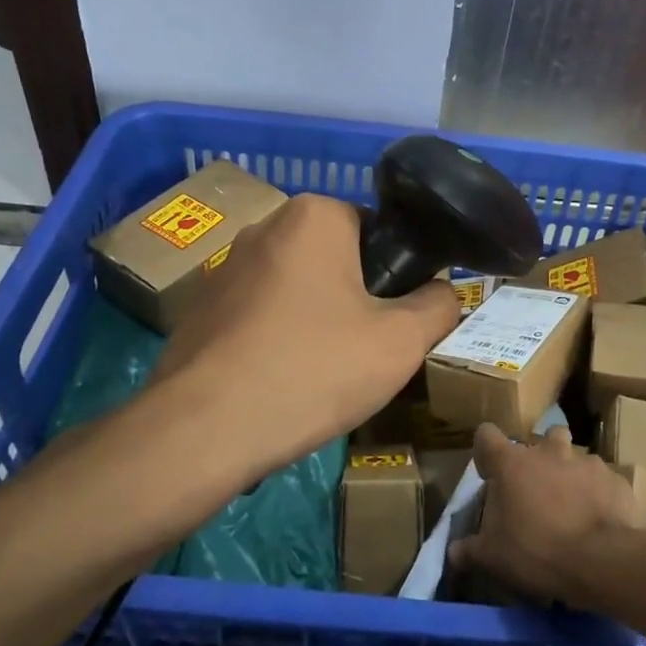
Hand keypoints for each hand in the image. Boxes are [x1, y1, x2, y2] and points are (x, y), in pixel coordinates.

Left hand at [154, 194, 458, 473]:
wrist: (203, 429)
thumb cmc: (313, 369)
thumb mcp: (401, 342)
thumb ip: (440, 306)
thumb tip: (445, 292)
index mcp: (314, 215)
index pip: (378, 232)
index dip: (395, 277)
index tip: (395, 322)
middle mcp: (265, 226)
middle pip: (336, 259)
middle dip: (355, 299)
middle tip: (365, 351)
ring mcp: (225, 267)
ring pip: (298, 289)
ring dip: (317, 320)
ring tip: (322, 374)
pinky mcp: (200, 308)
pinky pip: (261, 315)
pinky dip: (278, 339)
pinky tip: (279, 382)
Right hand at [448, 424, 635, 605]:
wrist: (598, 561)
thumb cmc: (535, 550)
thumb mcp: (492, 556)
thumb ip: (469, 550)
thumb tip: (452, 552)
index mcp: (511, 462)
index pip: (486, 435)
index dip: (486, 451)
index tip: (489, 473)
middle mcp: (548, 451)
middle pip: (542, 437)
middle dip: (541, 456)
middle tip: (538, 489)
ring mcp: (585, 461)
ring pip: (575, 456)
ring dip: (571, 474)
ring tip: (572, 505)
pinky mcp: (614, 479)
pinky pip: (603, 481)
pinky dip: (599, 494)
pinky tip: (599, 519)